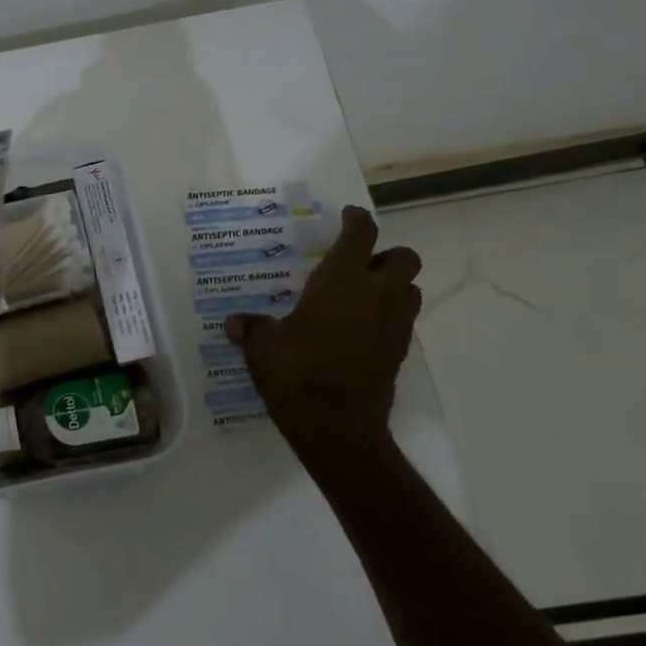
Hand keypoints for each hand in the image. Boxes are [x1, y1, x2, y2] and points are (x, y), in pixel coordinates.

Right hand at [225, 206, 421, 454]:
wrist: (337, 429)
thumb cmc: (296, 375)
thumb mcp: (262, 348)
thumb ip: (251, 328)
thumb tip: (234, 322)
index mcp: (340, 282)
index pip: (360, 235)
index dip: (356, 220)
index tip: (347, 216)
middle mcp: (375, 297)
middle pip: (405, 258)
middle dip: (387, 254)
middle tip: (359, 263)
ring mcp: (393, 326)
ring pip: (411, 290)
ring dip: (394, 286)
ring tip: (363, 296)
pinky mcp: (398, 355)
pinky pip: (403, 322)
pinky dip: (389, 317)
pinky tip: (361, 331)